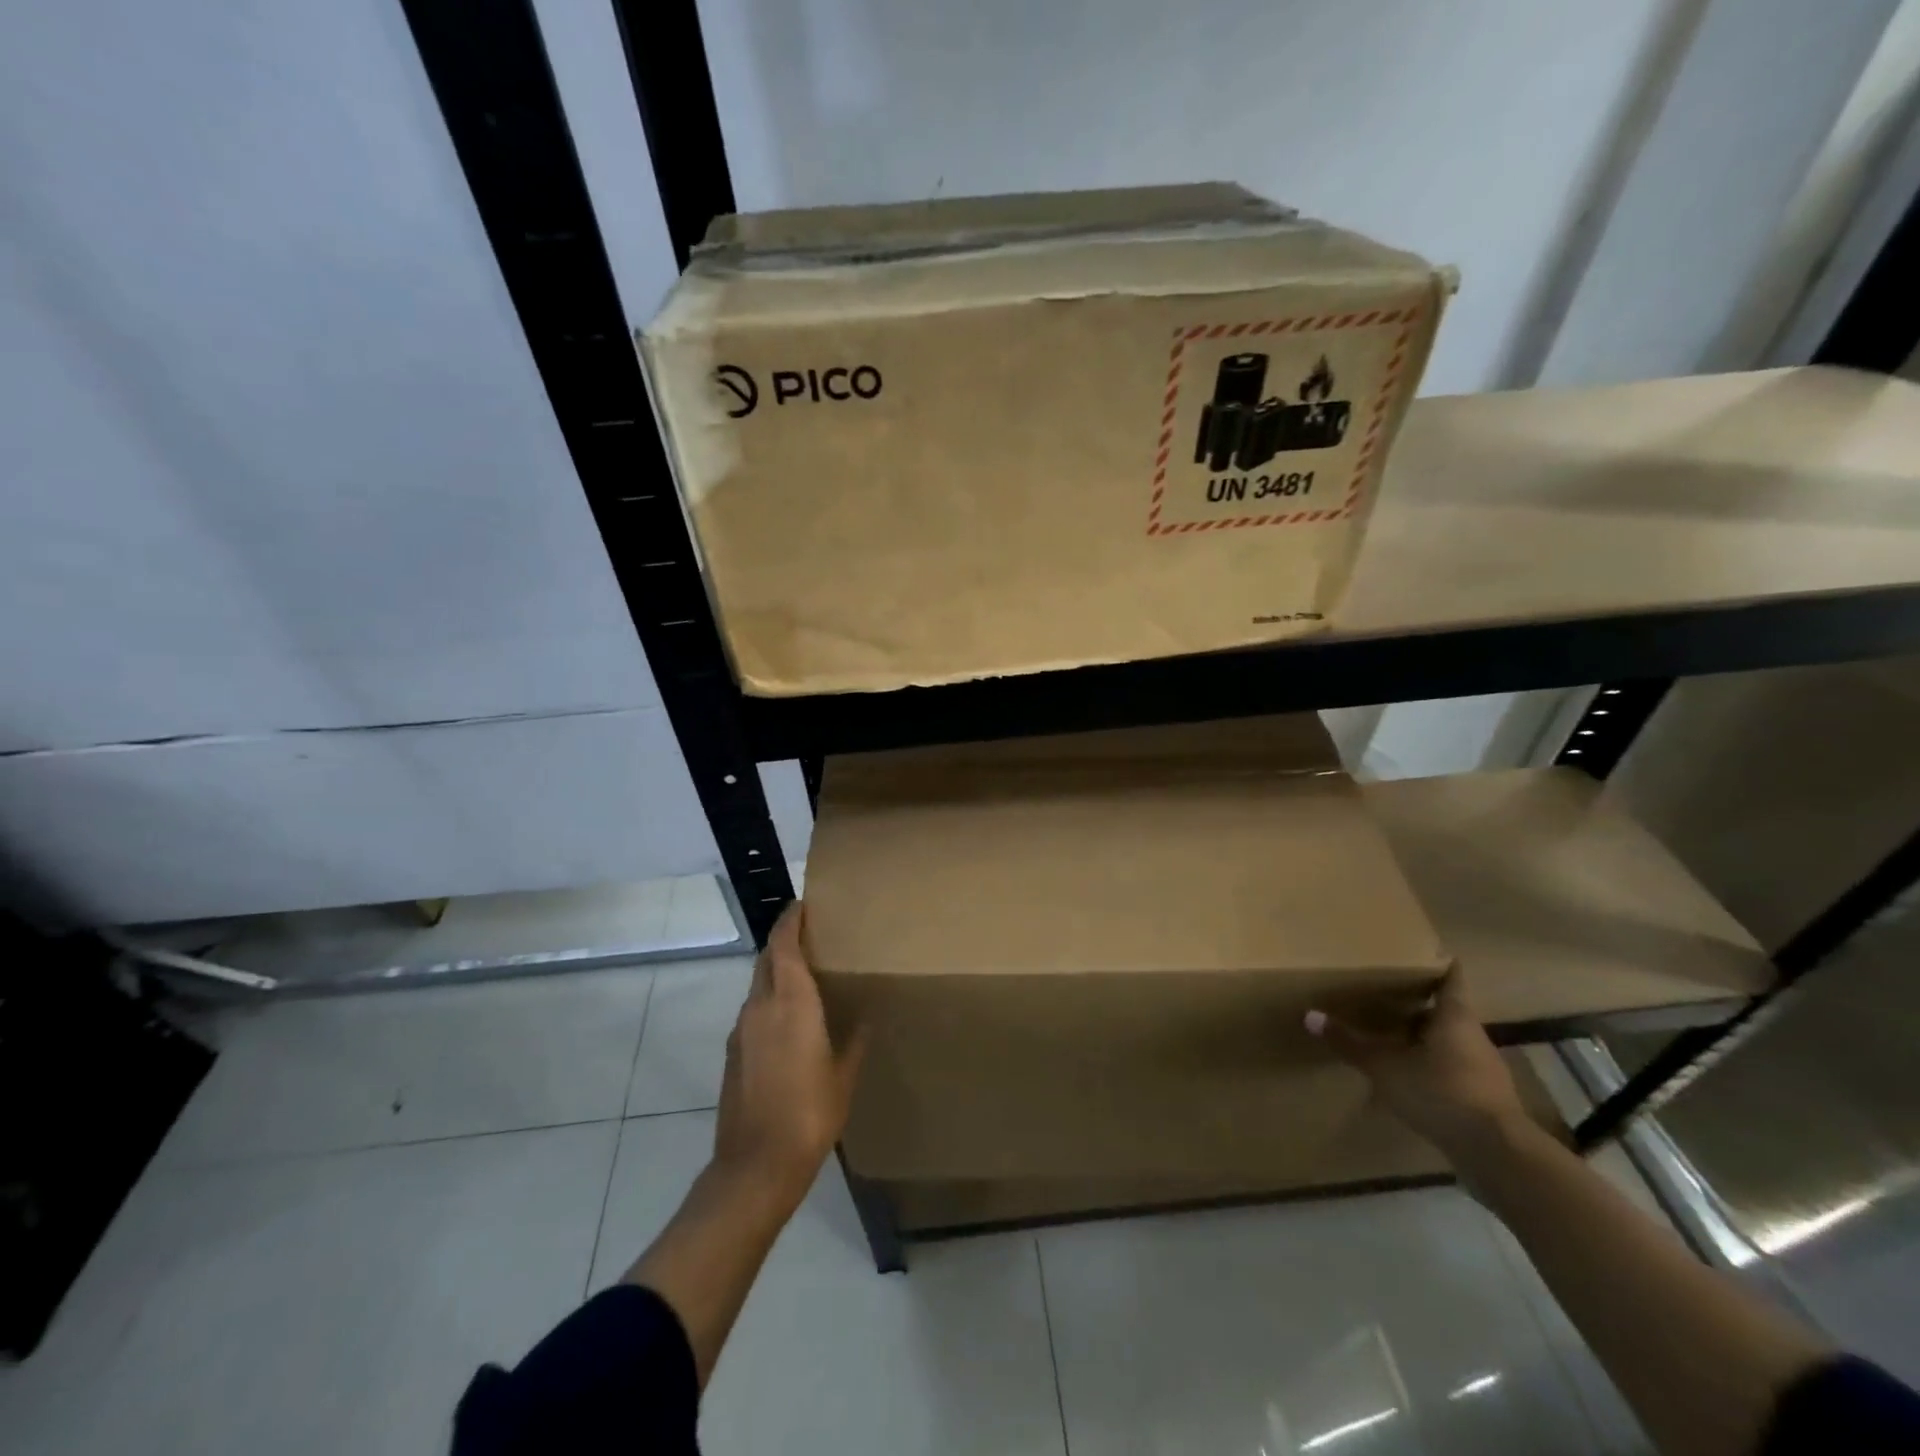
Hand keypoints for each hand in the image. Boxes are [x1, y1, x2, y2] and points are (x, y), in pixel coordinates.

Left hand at [712, 903, 864, 1208]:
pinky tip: (790, 1018)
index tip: (805, 904)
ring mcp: (741, 1029)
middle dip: (785, 940)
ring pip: (758, 984)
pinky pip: (753, 1009)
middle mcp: (760, 1006)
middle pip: (767, 958)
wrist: (755, 1166)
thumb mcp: (843, 1075)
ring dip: (777, 970)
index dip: (791, 919)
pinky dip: (770, 999)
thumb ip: (854, 1039)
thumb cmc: (810, 1114)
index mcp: (790, 1002)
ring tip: (806, 974)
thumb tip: (866, 1016)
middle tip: (813, 935)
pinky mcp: (732, 1052)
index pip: (783, 944)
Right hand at [1306, 968, 1528, 1165]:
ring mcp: (1484, 1071)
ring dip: (1426, 1039)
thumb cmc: (1441, 1092)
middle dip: (1421, 1005)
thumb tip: (1309, 1016)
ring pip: (1451, 1043)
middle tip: (1390, 994)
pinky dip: (1434, 1069)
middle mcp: (1474, 1037)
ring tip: (1394, 1036)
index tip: (1424, 954)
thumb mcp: (1385, 1067)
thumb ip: (1350, 1043)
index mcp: (1455, 1018)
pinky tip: (1411, 1078)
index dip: (1439, 965)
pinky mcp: (1486, 1101)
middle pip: (1448, 1012)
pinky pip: (1455, 1072)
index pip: (1451, 980)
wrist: (1497, 1155)